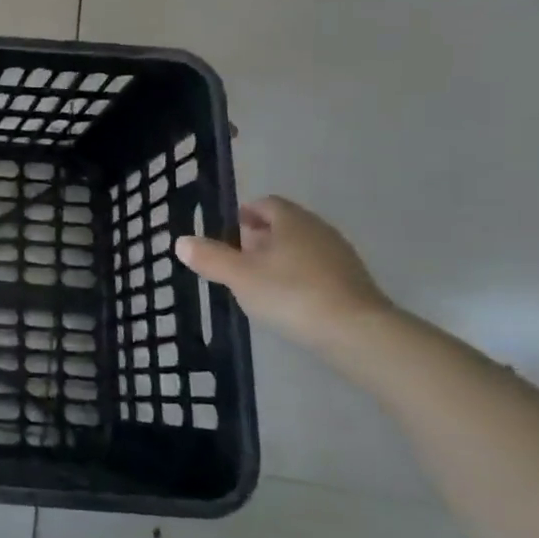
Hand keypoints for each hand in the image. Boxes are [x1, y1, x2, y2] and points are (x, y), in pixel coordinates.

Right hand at [175, 197, 391, 353]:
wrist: (357, 333)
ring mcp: (341, 256)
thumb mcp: (239, 276)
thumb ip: (210, 257)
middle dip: (261, 236)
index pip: (266, 203)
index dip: (245, 213)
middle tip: (238, 256)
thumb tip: (181, 241)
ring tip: (259, 281)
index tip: (229, 231)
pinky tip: (288, 299)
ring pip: (303, 247)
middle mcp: (319, 230)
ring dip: (280, 257)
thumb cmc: (291, 294)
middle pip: (286, 224)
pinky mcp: (354, 283)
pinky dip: (299, 276)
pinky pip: (318, 269)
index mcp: (292, 220)